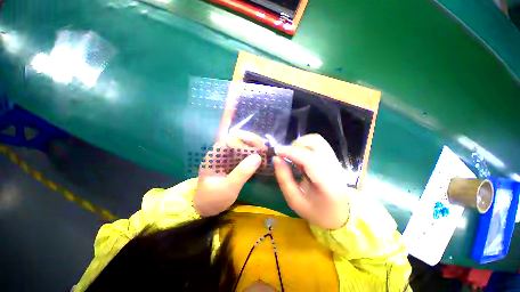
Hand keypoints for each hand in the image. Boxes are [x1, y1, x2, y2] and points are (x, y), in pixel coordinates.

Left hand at [194, 131, 262, 216]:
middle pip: (238, 137)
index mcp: (216, 154)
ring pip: (242, 144)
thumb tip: (258, 157)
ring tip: (265, 153)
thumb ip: (242, 172)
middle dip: (253, 141)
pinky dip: (252, 154)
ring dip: (254, 146)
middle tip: (265, 150)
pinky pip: (243, 153)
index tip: (260, 147)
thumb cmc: (213, 198)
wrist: (204, 207)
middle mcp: (221, 151)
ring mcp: (226, 156)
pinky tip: (260, 158)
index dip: (247, 138)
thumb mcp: (228, 188)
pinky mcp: (231, 162)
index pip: (231, 136)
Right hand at [273, 134, 350, 229]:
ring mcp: (336, 161)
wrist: (340, 214)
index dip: (291, 152)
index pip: (309, 159)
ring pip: (317, 140)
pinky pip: (318, 145)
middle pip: (316, 142)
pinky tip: (300, 158)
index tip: (277, 152)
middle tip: (285, 155)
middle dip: (296, 145)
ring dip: (301, 144)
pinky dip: (305, 146)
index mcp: (327, 183)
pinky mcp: (333, 159)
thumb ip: (284, 179)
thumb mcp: (294, 200)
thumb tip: (276, 158)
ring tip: (292, 156)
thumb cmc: (316, 211)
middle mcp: (334, 167)